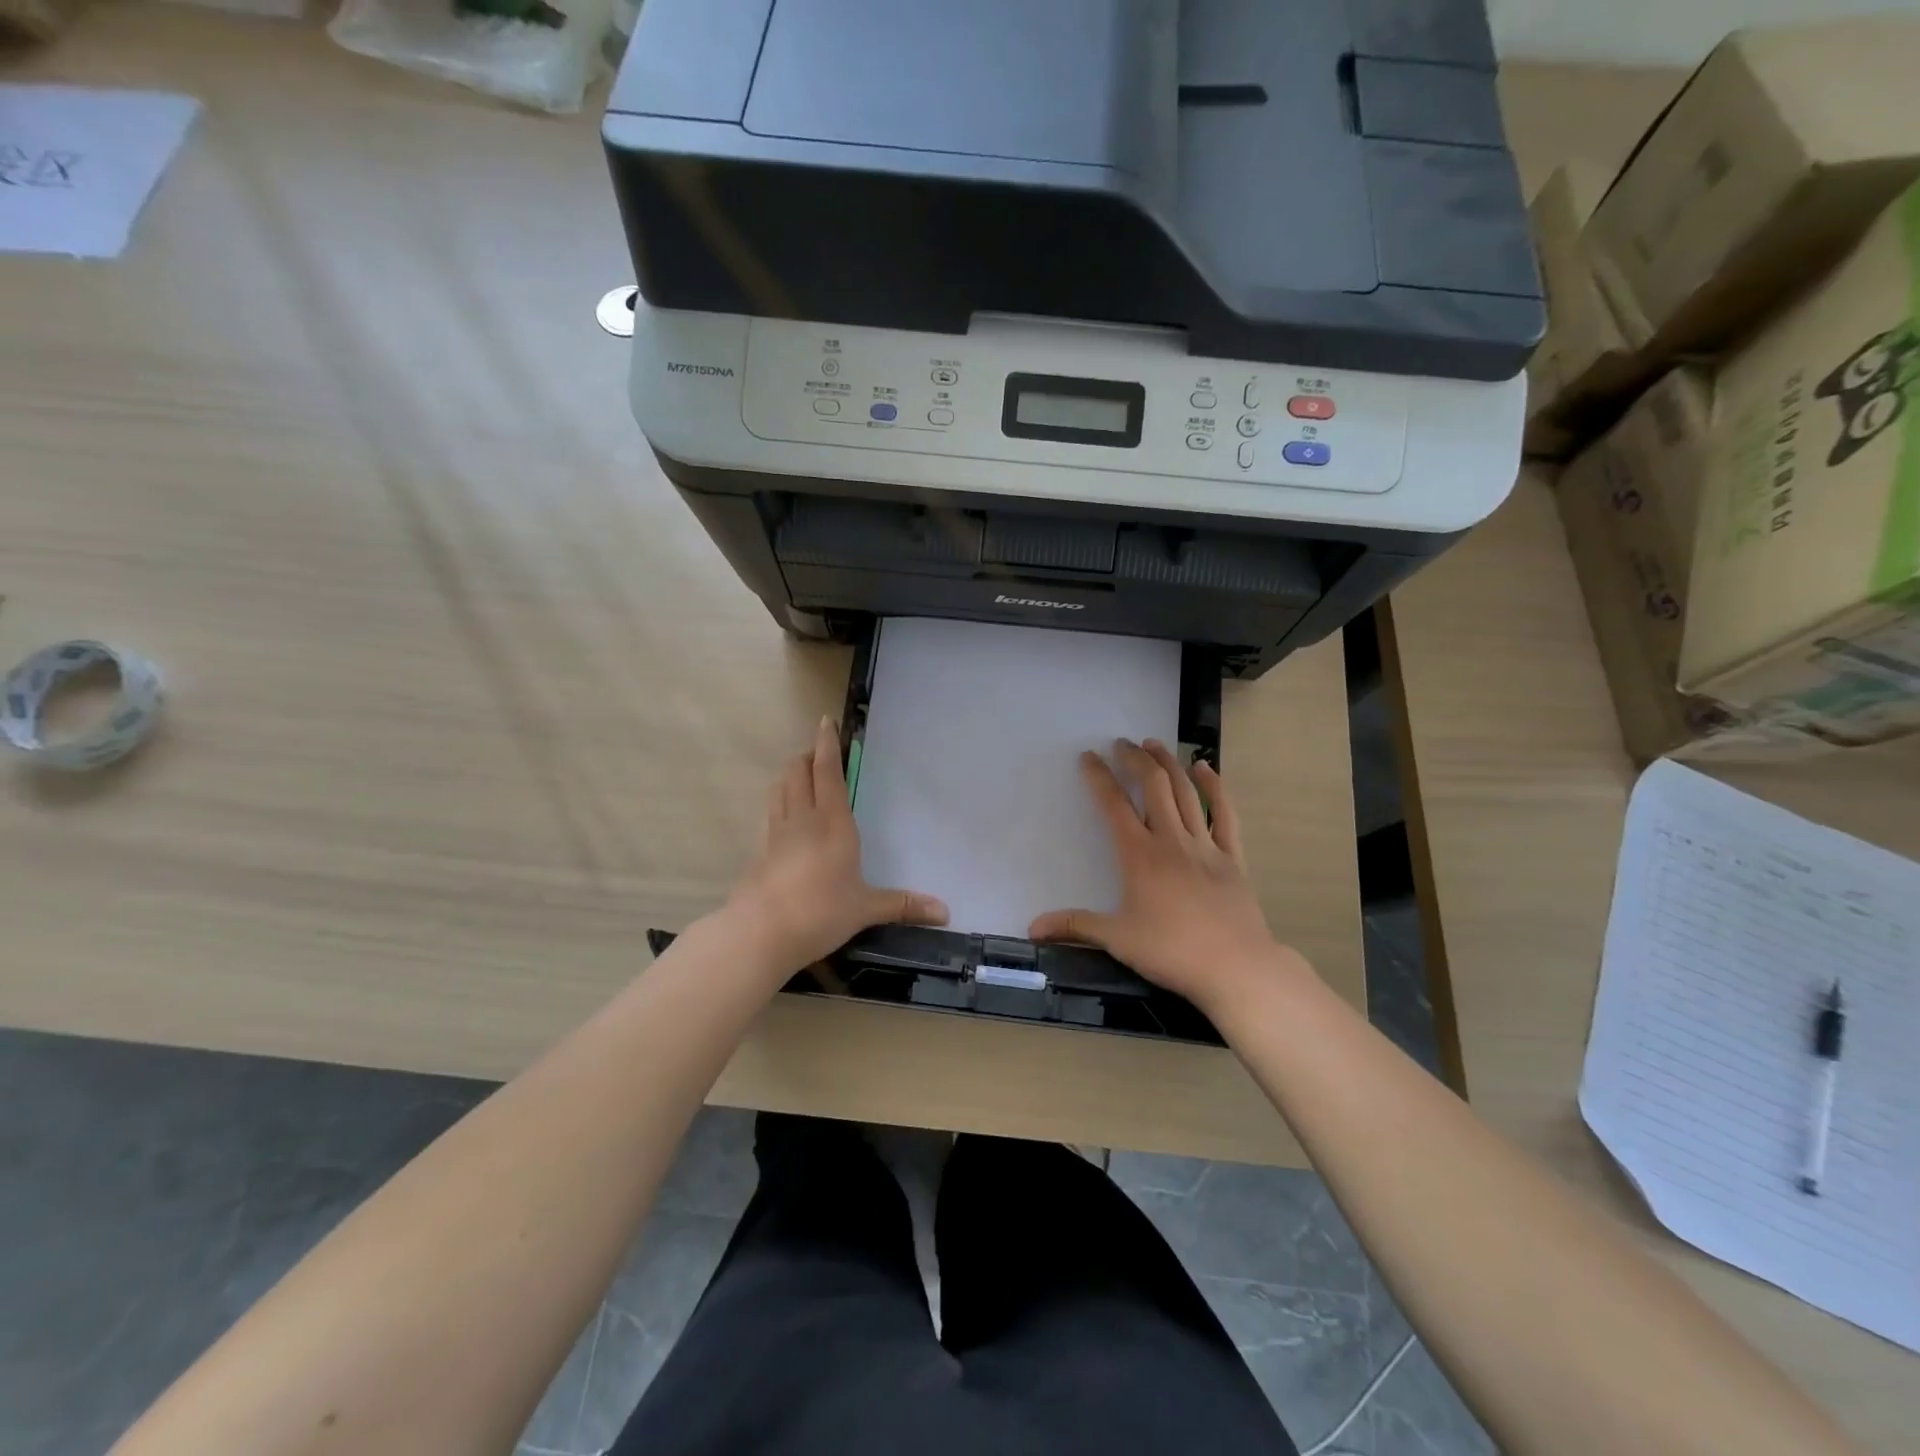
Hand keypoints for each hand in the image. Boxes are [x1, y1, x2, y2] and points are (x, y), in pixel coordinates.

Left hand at [722, 715, 947, 977]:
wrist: (761, 932)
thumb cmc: (821, 912)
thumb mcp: (866, 909)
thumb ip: (902, 905)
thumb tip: (945, 913)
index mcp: (833, 823)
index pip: (828, 772)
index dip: (827, 744)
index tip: (825, 722)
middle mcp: (803, 818)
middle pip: (798, 771)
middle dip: (807, 756)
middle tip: (818, 753)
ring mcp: (777, 833)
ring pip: (780, 788)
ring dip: (790, 775)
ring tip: (801, 776)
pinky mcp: (761, 850)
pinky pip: (772, 813)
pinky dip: (779, 802)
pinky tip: (786, 817)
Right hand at [1029, 739, 1312, 1013]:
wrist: (1235, 966)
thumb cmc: (1172, 951)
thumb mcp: (1117, 939)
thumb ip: (1075, 926)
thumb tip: (1032, 927)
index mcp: (1139, 855)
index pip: (1114, 805)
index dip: (1099, 777)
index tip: (1088, 757)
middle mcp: (1171, 840)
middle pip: (1152, 786)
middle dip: (1135, 759)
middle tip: (1122, 743)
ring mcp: (1205, 845)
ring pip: (1186, 792)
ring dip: (1169, 764)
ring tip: (1154, 744)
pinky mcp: (1232, 857)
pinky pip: (1224, 814)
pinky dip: (1215, 788)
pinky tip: (1205, 769)